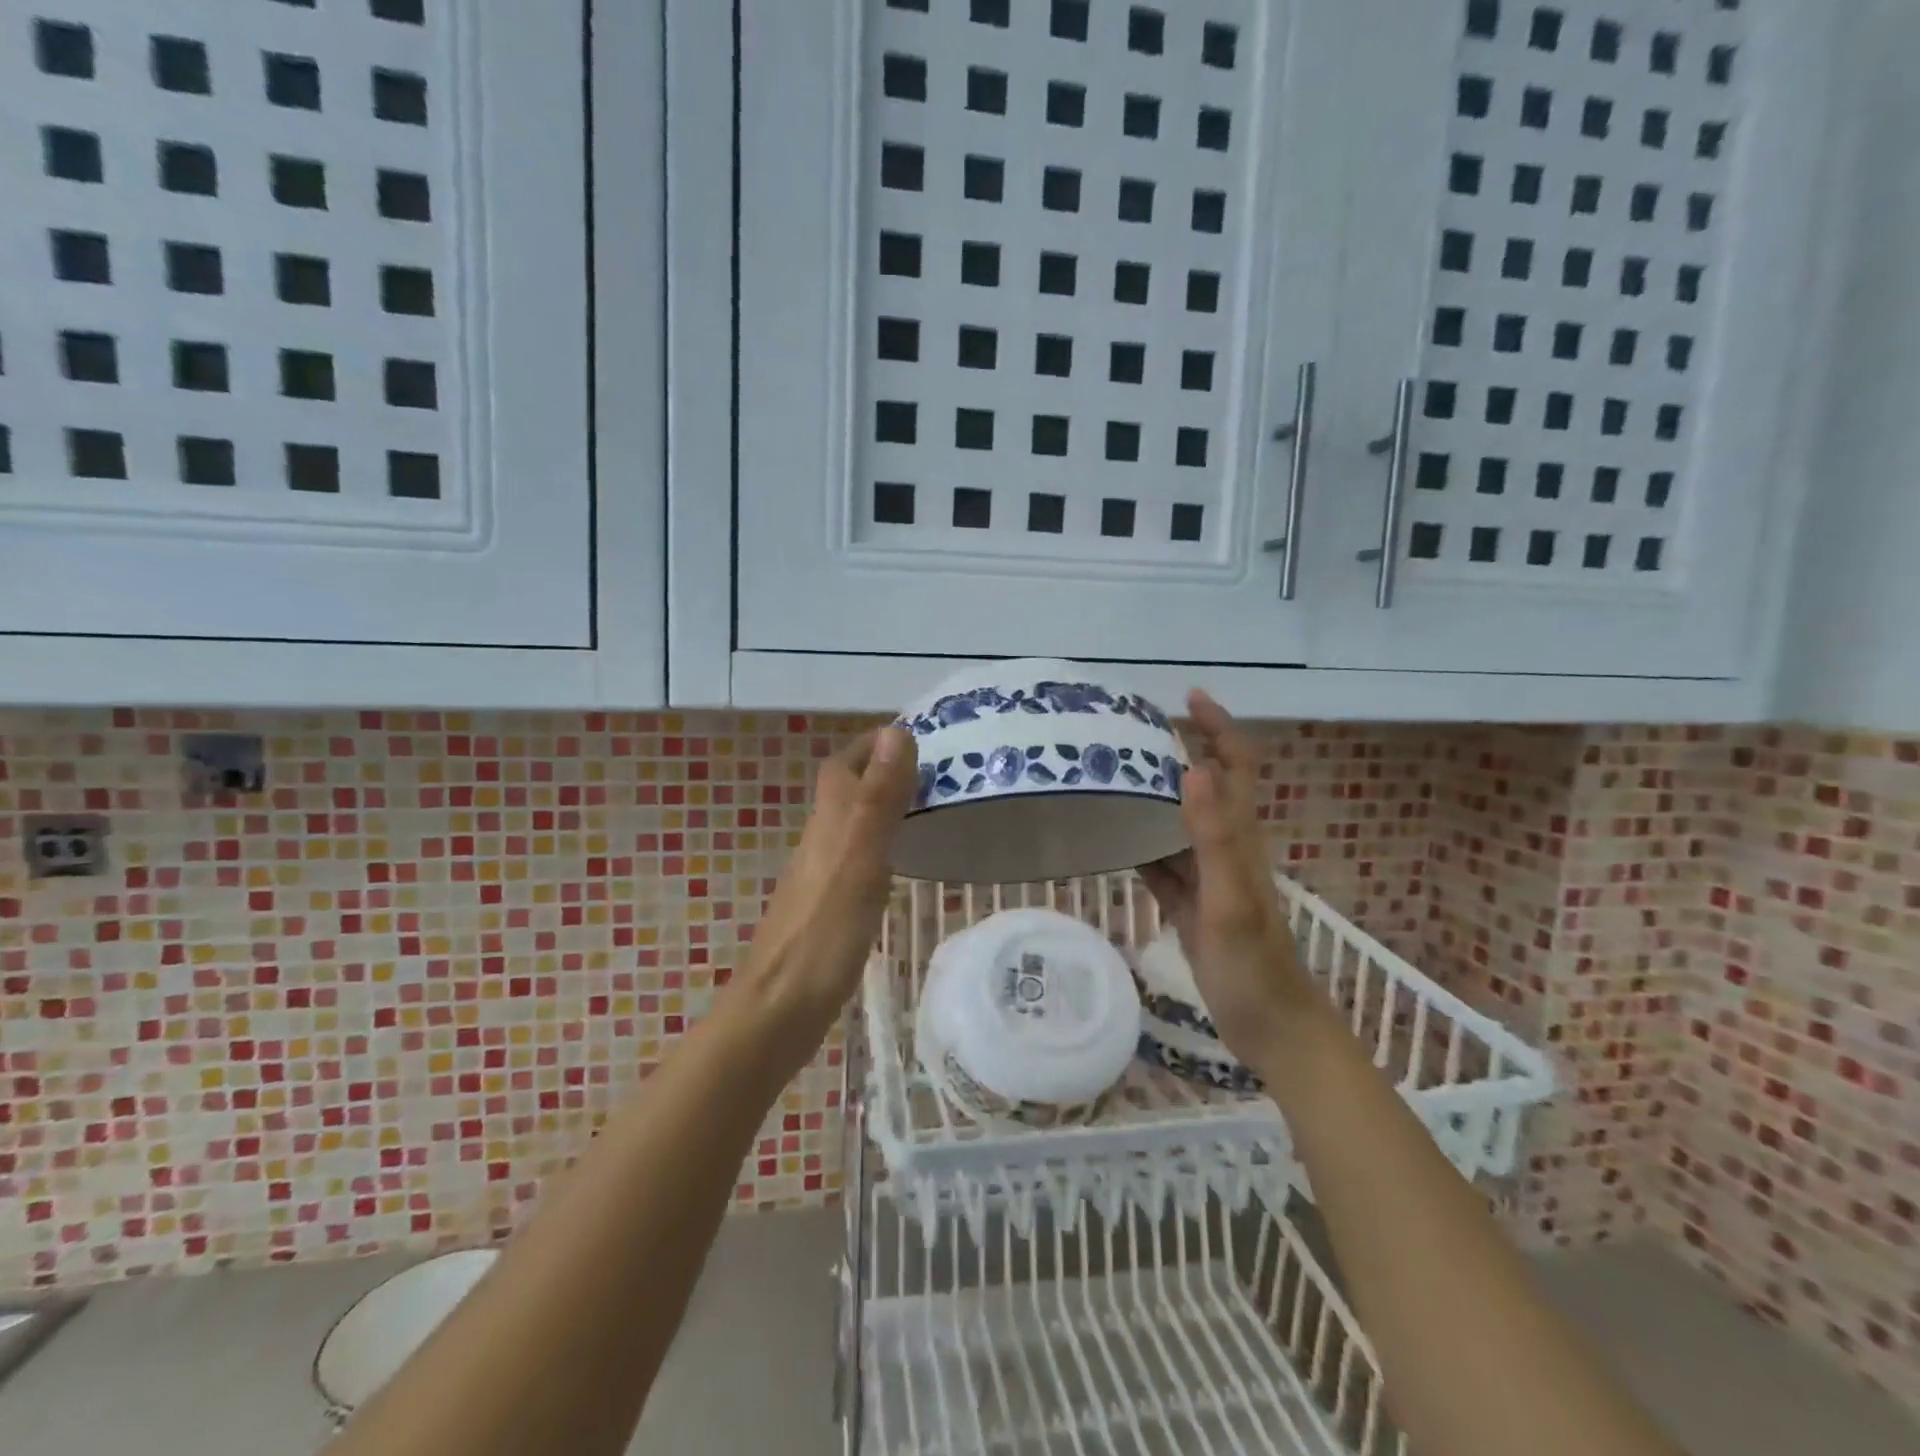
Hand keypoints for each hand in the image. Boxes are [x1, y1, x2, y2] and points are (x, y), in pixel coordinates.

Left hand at [743, 725, 917, 1025]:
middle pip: (848, 790)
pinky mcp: (826, 907)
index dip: (875, 744)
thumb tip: (896, 733)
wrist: (780, 1009)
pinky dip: (882, 845)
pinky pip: (857, 858)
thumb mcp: (860, 859)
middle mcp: (820, 841)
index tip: (919, 736)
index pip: (845, 764)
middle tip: (938, 772)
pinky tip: (903, 863)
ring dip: (885, 806)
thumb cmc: (825, 932)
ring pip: (852, 823)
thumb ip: (878, 799)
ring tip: (931, 807)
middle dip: (886, 771)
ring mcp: (821, 876)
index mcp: (829, 823)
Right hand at [1140, 691, 1320, 1064]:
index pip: (1236, 766)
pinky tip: (1108, 840)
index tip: (1188, 698)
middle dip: (1175, 753)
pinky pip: (1160, 864)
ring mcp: (1206, 877)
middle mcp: (1225, 848)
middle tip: (1127, 736)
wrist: (1272, 1028)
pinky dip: (1138, 846)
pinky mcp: (1190, 904)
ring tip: (1108, 778)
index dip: (1219, 728)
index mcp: (1240, 839)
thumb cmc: (1254, 966)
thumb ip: (1214, 837)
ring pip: (1176, 823)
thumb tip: (1193, 768)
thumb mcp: (1230, 900)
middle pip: (1203, 787)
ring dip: (1151, 797)